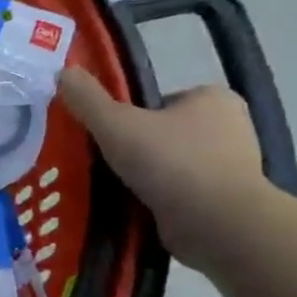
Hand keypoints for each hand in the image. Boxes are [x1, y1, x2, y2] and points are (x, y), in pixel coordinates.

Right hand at [57, 68, 273, 269]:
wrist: (218, 225)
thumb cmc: (171, 162)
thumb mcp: (115, 123)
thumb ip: (87, 98)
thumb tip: (64, 72)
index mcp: (213, 99)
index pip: (159, 101)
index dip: (128, 115)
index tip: (108, 134)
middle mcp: (231, 128)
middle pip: (163, 133)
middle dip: (136, 147)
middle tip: (105, 161)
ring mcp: (232, 168)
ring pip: (170, 165)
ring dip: (145, 176)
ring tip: (114, 187)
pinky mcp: (226, 203)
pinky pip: (180, 194)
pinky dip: (157, 199)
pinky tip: (134, 207)